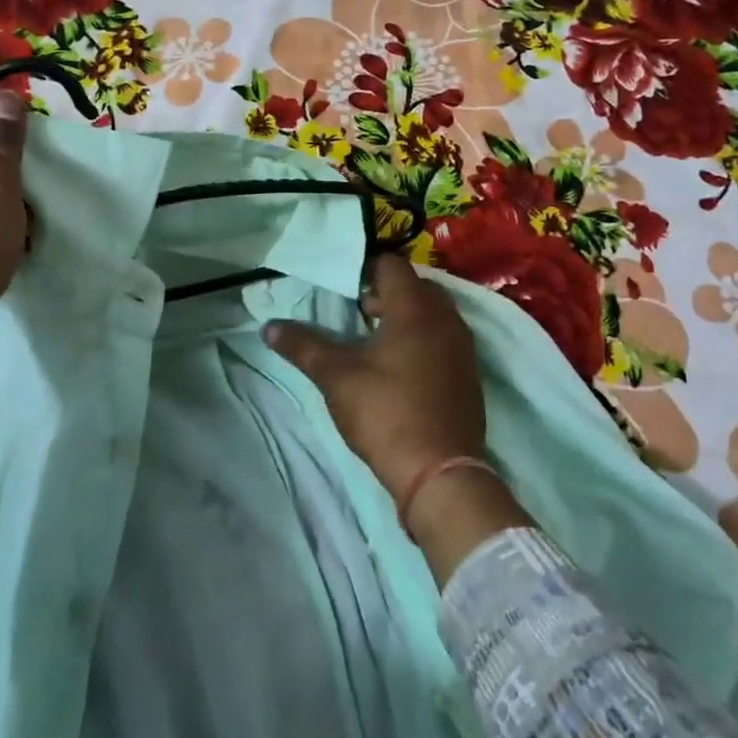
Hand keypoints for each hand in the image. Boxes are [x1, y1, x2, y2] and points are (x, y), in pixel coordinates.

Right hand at [262, 254, 485, 498]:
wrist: (440, 472)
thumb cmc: (386, 412)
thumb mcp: (336, 376)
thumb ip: (303, 346)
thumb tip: (269, 327)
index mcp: (416, 308)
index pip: (392, 264)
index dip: (364, 268)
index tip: (341, 285)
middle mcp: (446, 319)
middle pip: (415, 287)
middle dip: (384, 292)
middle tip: (354, 311)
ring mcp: (463, 347)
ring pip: (432, 314)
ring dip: (404, 317)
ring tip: (371, 339)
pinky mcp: (468, 374)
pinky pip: (443, 339)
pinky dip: (422, 340)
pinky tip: (398, 367)